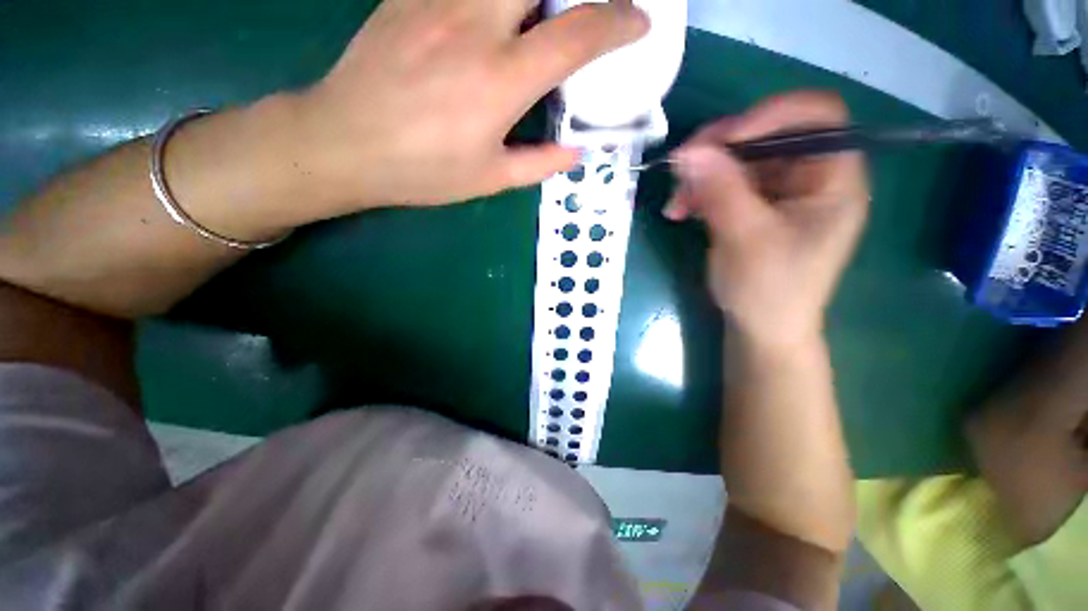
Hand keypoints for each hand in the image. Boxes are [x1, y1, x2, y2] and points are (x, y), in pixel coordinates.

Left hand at [291, 0, 647, 216]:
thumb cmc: (423, 171)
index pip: (577, 35)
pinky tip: (490, 14)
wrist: (345, 143)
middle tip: (584, 10)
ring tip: (537, 17)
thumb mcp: (489, 179)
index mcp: (501, 81)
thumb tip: (576, 153)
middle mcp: (476, 25)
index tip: (638, 25)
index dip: (618, 23)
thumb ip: (539, 163)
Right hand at [665, 92, 869, 345]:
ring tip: (675, 203)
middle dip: (720, 149)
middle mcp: (810, 177)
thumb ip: (720, 190)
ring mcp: (779, 192)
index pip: (816, 115)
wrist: (761, 328)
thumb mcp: (745, 238)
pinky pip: (724, 183)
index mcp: (833, 179)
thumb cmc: (769, 290)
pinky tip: (680, 211)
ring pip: (738, 160)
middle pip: (768, 135)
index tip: (723, 140)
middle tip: (681, 166)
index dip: (770, 115)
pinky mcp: (754, 207)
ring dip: (702, 175)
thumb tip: (686, 151)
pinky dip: (700, 192)